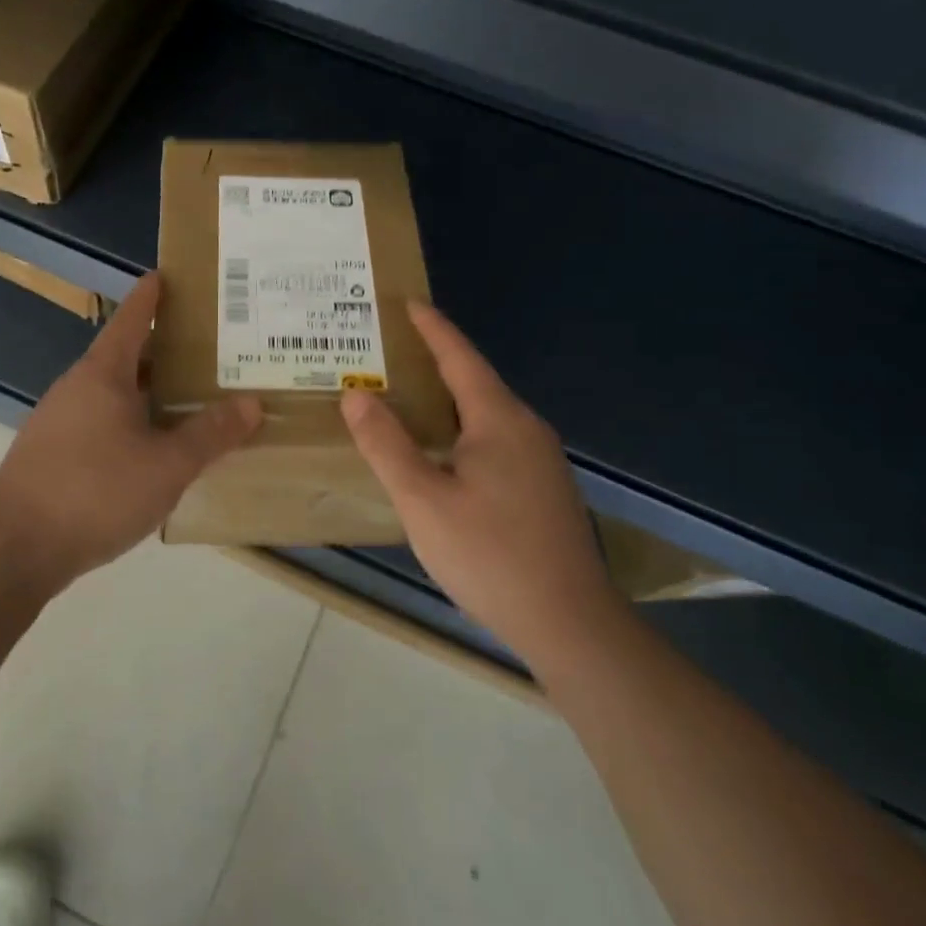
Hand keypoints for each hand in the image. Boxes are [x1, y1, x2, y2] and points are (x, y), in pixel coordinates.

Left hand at [0, 274, 261, 585]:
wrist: (14, 547)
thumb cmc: (95, 491)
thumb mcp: (166, 465)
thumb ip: (210, 434)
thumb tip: (251, 403)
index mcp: (103, 374)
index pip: (131, 318)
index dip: (151, 296)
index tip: (168, 275)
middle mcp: (78, 388)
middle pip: (125, 356)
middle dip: (164, 350)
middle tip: (209, 348)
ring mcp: (60, 421)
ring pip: (114, 393)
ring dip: (149, 391)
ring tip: (191, 397)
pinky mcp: (53, 455)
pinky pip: (102, 423)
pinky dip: (132, 422)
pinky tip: (155, 448)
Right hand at [341, 302, 616, 659]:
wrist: (569, 623)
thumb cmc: (490, 555)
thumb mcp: (423, 500)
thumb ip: (386, 444)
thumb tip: (356, 394)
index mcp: (499, 420)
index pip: (460, 358)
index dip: (432, 328)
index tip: (407, 302)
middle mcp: (525, 429)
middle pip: (475, 382)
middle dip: (434, 361)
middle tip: (390, 351)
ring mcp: (540, 461)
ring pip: (485, 415)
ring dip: (446, 399)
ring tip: (406, 396)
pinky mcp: (542, 489)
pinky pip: (494, 440)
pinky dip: (461, 429)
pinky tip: (440, 451)